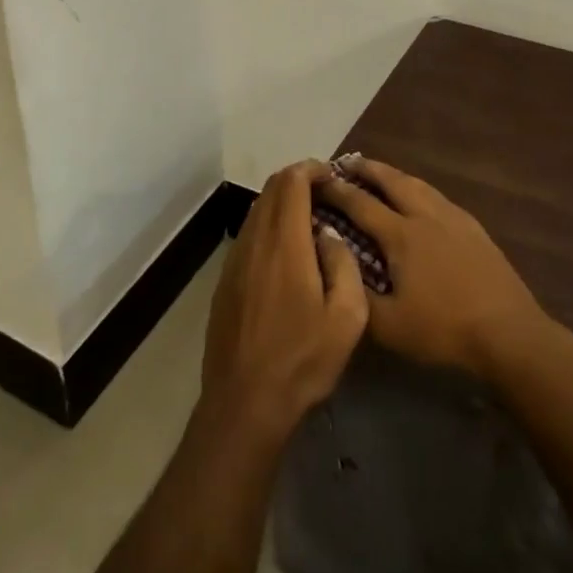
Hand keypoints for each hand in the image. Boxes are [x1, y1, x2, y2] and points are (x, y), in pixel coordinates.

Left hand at [202, 161, 368, 442]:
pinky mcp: (226, 279)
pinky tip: (287, 252)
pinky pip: (249, 234)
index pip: (292, 182)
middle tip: (326, 193)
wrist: (244, 403)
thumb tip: (329, 235)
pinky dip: (269, 225)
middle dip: (298, 180)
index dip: (312, 169)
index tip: (332, 175)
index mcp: (285, 243)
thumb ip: (344, 264)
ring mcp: (235, 259)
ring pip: (258, 210)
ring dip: (282, 203)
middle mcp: (256, 241)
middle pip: (271, 189)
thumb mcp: (347, 318)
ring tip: (310, 220)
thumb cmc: (302, 360)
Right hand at [313, 156, 554, 382]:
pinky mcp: (473, 227)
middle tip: (347, 163)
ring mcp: (453, 218)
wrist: (508, 332)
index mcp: (401, 235)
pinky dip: (418, 189)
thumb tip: (333, 265)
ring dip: (394, 175)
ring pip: (418, 184)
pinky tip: (420, 199)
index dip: (336, 191)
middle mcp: (425, 216)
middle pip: (391, 181)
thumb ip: (356, 294)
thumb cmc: (443, 330)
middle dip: (366, 169)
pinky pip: (437, 196)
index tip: (316, 180)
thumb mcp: (389, 326)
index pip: (360, 204)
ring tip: (380, 174)